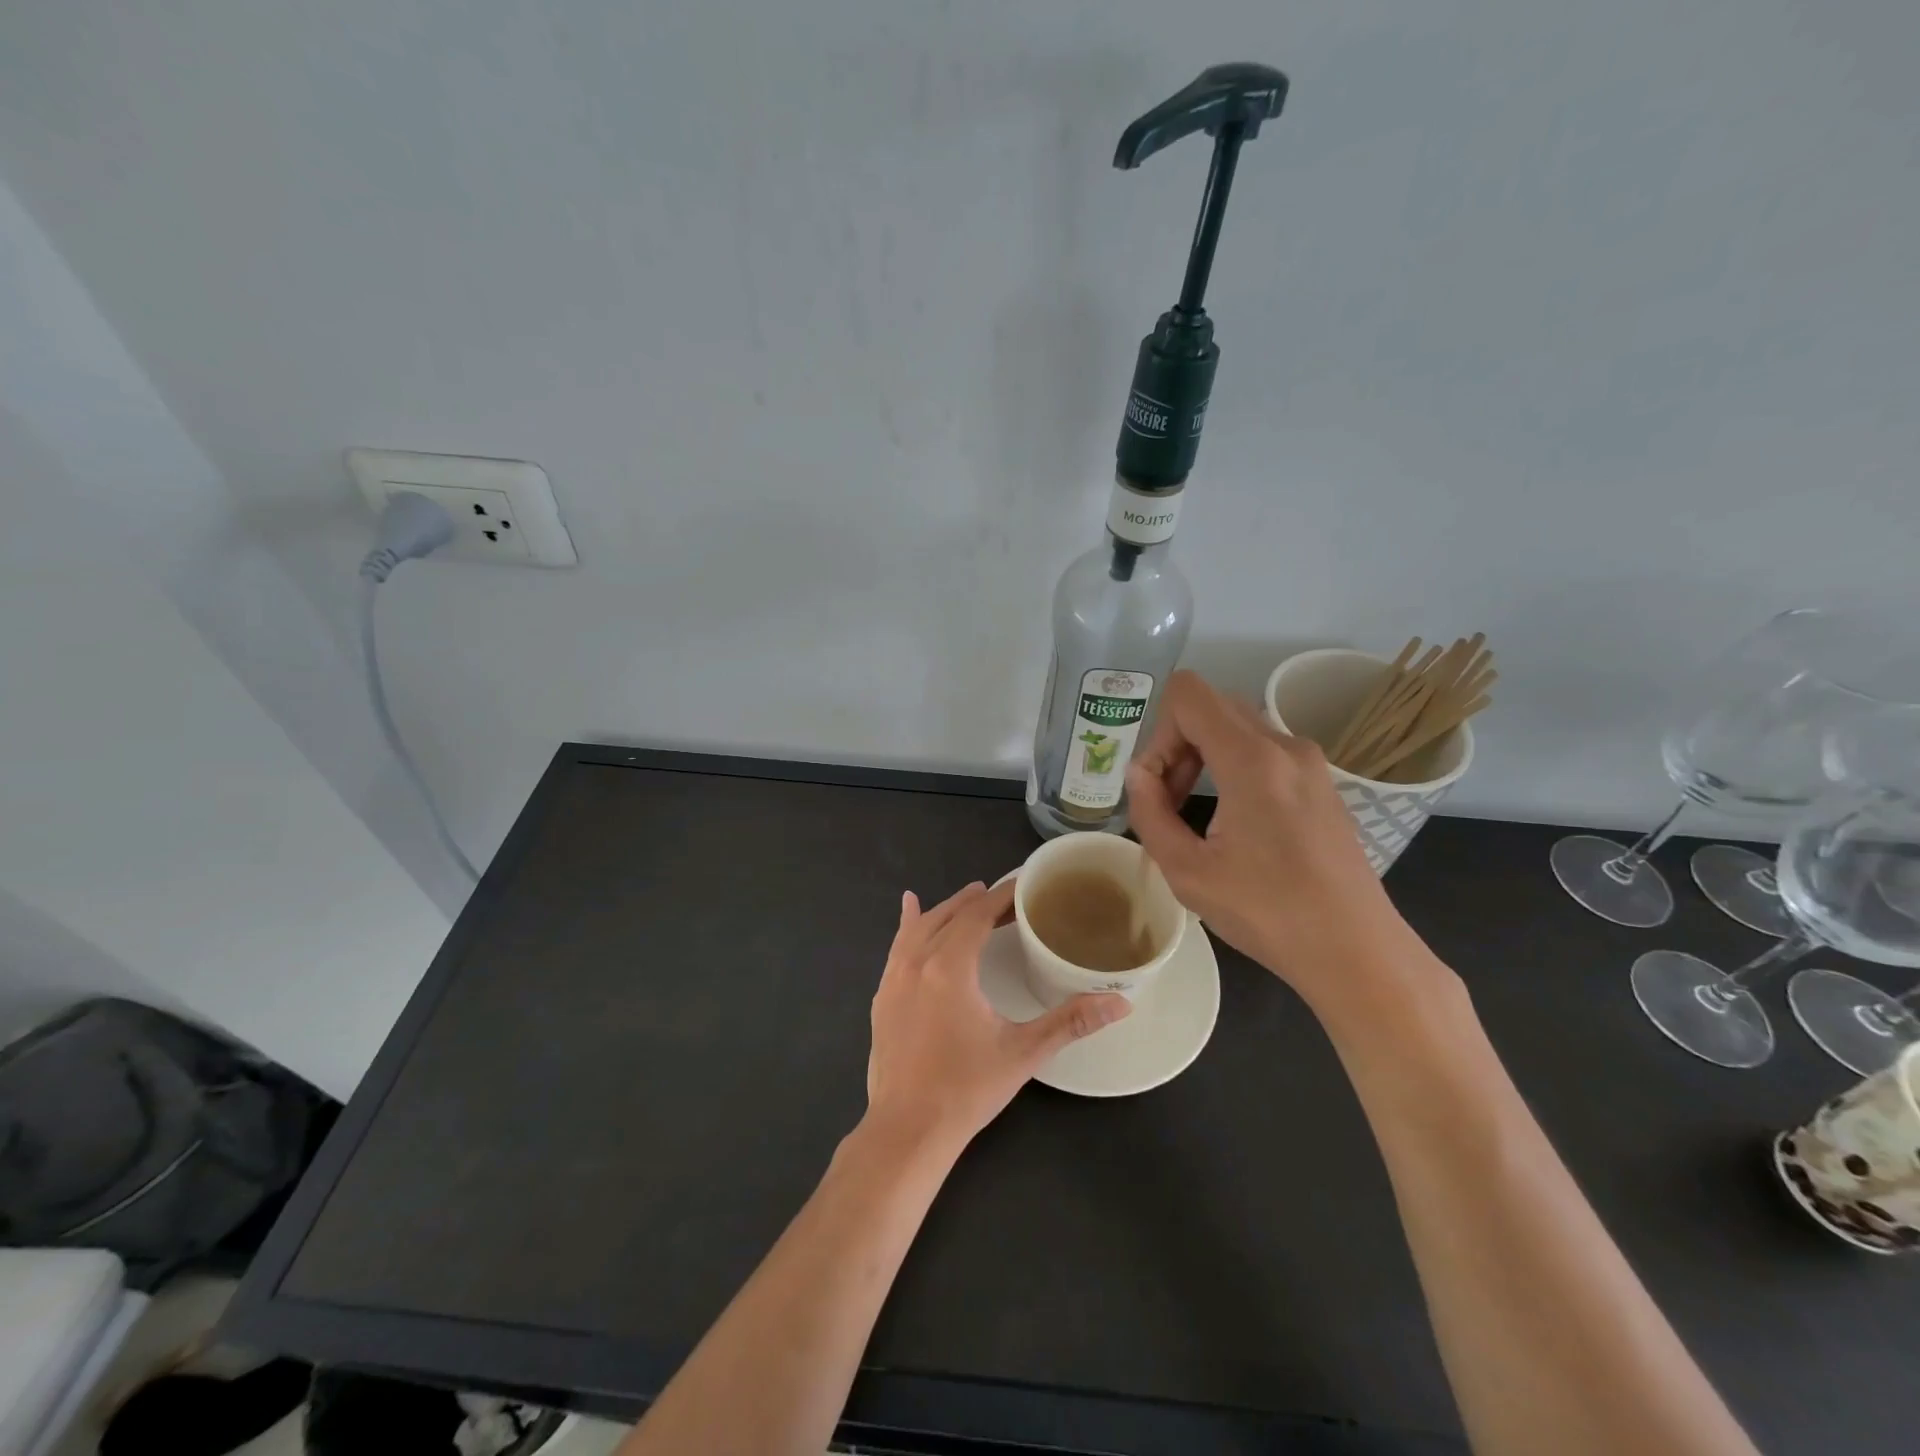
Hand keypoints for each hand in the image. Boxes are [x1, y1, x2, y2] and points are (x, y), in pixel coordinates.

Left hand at [865, 880, 1129, 1151]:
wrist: (906, 1131)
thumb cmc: (966, 1089)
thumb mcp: (1023, 1052)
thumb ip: (1071, 1022)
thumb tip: (1120, 1002)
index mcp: (949, 966)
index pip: (977, 915)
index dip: (1000, 896)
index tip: (1023, 886)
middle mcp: (916, 962)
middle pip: (948, 916)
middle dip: (977, 901)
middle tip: (1006, 898)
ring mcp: (893, 979)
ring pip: (920, 927)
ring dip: (946, 909)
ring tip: (968, 896)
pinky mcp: (882, 998)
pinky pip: (897, 947)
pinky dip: (909, 925)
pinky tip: (909, 912)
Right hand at [1125, 671, 1430, 1011]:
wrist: (1356, 950)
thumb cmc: (1267, 914)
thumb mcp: (1186, 871)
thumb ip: (1149, 813)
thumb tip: (1138, 775)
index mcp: (1252, 759)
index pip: (1188, 694)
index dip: (1157, 733)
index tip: (1156, 785)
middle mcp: (1285, 745)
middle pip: (1211, 708)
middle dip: (1176, 746)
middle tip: (1168, 801)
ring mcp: (1310, 762)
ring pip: (1237, 728)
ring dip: (1203, 757)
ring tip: (1194, 815)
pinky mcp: (1322, 782)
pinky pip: (1263, 751)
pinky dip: (1233, 768)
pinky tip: (1233, 823)